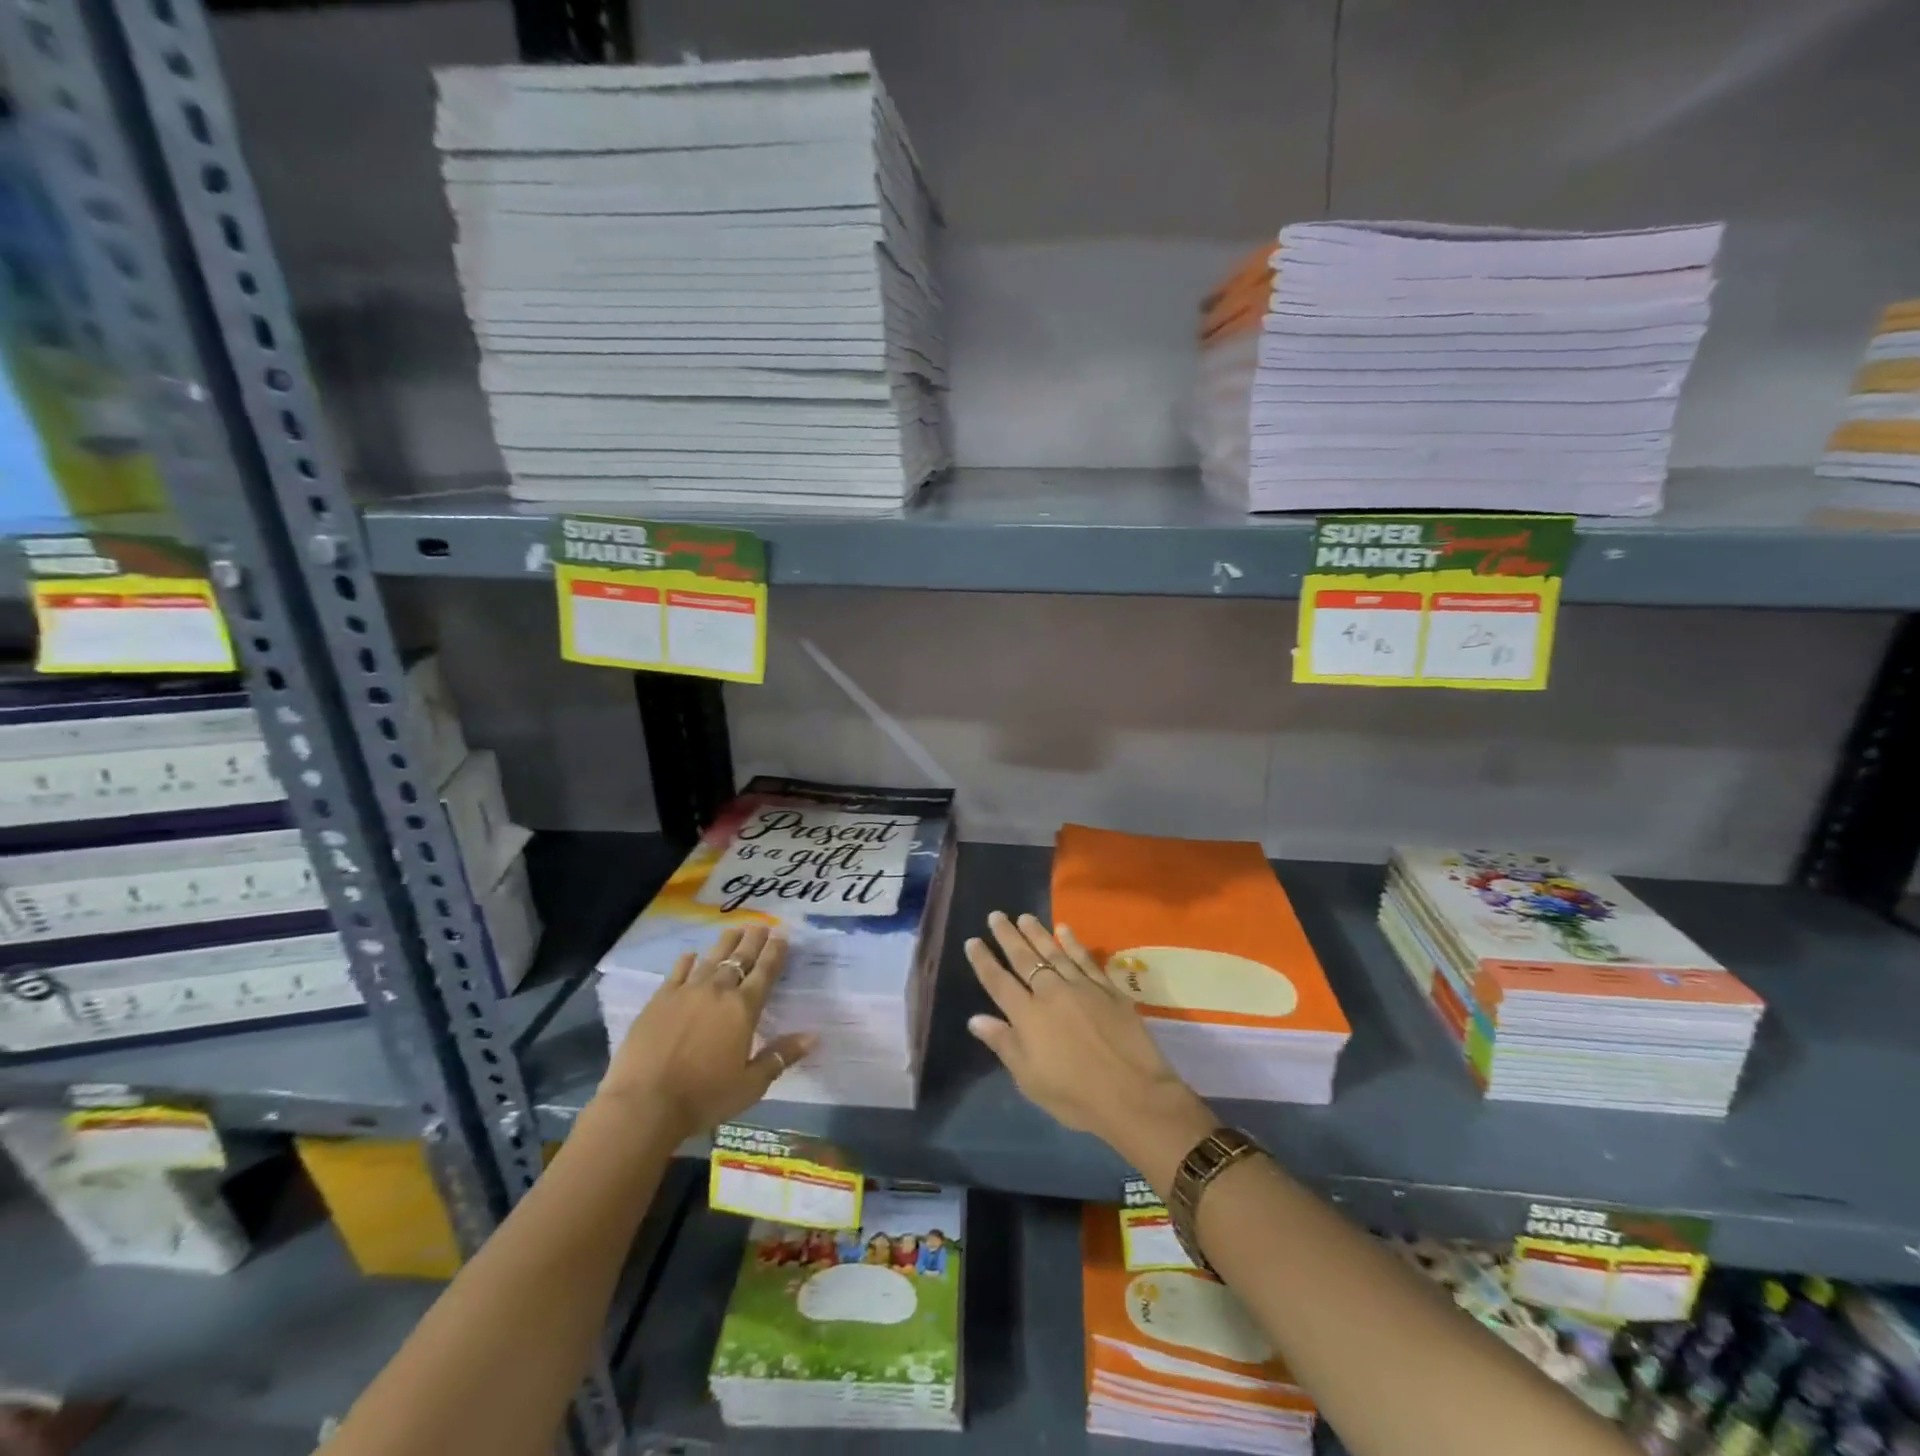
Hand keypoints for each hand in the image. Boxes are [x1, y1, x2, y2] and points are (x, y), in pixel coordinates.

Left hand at [599, 924, 814, 1140]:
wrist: (645, 1103)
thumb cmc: (704, 1097)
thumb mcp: (751, 1085)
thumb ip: (780, 1056)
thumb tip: (813, 1037)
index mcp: (743, 1009)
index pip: (765, 972)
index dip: (775, 952)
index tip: (782, 935)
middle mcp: (718, 991)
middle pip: (739, 958)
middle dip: (753, 940)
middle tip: (761, 925)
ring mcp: (686, 992)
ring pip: (711, 958)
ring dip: (725, 943)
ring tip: (734, 930)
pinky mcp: (659, 1000)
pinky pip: (677, 972)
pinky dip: (687, 961)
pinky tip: (691, 954)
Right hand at [965, 912, 1215, 1191]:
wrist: (1134, 1095)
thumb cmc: (1076, 1096)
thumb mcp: (1030, 1079)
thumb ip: (1004, 1044)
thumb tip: (975, 1019)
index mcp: (1028, 1016)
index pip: (999, 982)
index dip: (984, 961)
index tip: (972, 941)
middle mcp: (1051, 992)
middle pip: (1024, 959)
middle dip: (1007, 936)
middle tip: (996, 915)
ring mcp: (1081, 986)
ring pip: (1054, 952)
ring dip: (1037, 932)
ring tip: (1024, 916)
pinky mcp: (1107, 988)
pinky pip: (1086, 958)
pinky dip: (1073, 942)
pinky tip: (1064, 929)